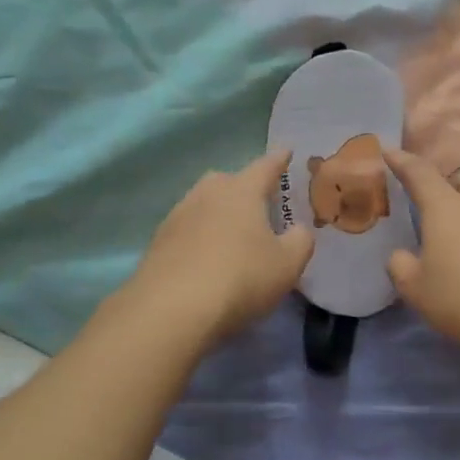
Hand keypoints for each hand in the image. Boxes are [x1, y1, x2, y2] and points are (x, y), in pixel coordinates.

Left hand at [126, 148, 313, 346]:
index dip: (279, 160)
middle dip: (243, 186)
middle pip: (227, 180)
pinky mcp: (158, 243)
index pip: (265, 166)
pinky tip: (206, 257)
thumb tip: (298, 230)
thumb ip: (300, 240)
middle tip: (257, 201)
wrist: (172, 309)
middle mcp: (207, 194)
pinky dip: (199, 237)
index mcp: (242, 191)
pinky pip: (186, 230)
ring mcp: (177, 216)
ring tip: (231, 232)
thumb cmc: (241, 278)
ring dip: (218, 213)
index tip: (286, 150)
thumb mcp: (288, 264)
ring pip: (203, 203)